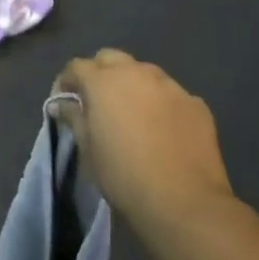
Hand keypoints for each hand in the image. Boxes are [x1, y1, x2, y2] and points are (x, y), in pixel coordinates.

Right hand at [53, 49, 232, 233]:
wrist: (183, 201)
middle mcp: (136, 73)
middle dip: (100, 73)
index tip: (64, 101)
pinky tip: (163, 129)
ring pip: (144, 72)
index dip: (66, 81)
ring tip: (132, 113)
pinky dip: (161, 103)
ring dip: (132, 85)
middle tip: (97, 102)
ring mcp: (170, 86)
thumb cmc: (123, 175)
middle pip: (111, 58)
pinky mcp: (195, 103)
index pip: (76, 66)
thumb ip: (74, 118)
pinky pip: (170, 94)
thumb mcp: (88, 150)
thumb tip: (62, 104)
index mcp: (103, 82)